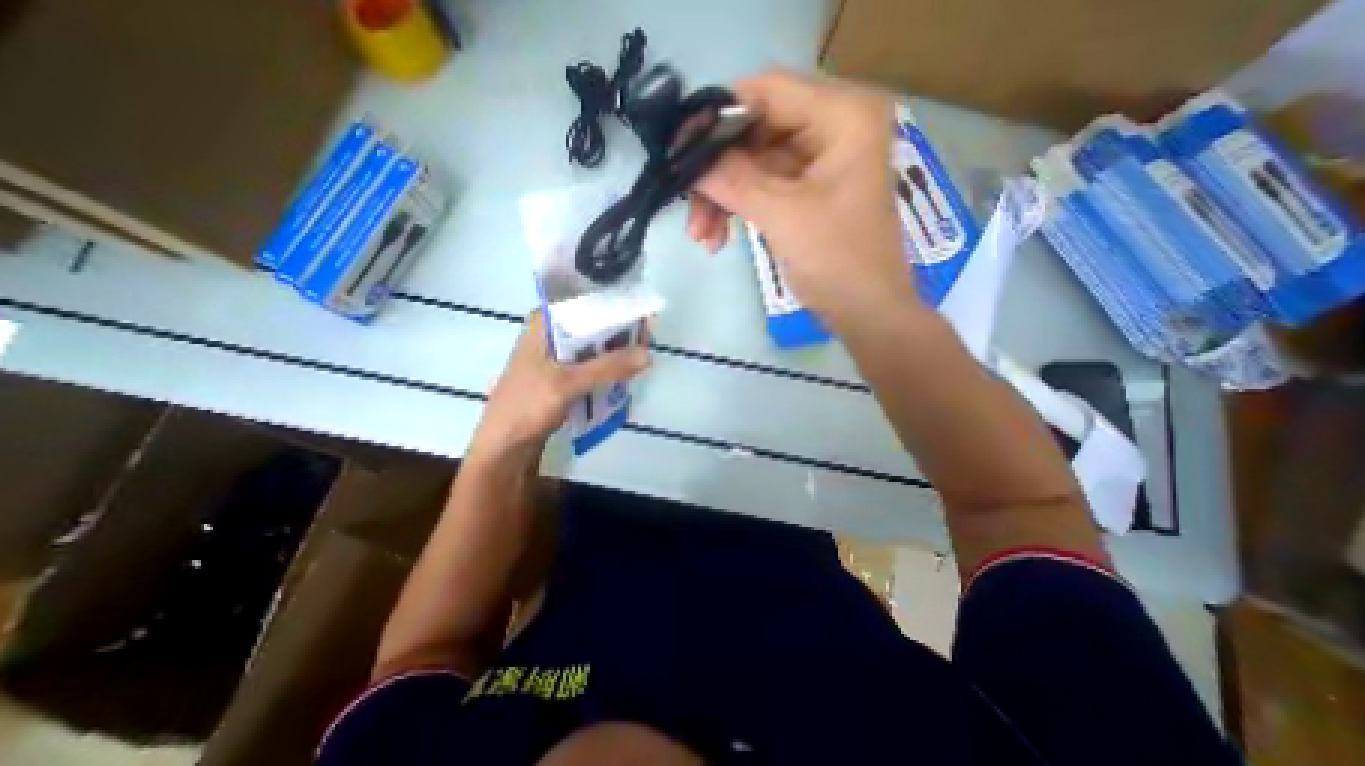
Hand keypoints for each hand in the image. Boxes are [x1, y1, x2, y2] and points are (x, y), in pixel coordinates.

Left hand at [470, 311, 649, 461]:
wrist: (504, 447)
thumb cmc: (526, 406)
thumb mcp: (568, 383)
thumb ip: (608, 367)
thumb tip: (647, 354)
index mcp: (545, 322)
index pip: (586, 303)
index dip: (616, 307)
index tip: (644, 318)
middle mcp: (552, 333)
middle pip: (593, 323)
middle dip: (620, 332)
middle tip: (648, 342)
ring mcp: (557, 355)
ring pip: (594, 345)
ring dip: (616, 351)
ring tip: (642, 357)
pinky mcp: (562, 375)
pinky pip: (591, 364)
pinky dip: (607, 367)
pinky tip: (625, 373)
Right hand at [694, 68, 916, 331]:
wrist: (865, 312)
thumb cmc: (838, 262)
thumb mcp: (783, 216)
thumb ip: (734, 181)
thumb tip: (690, 159)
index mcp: (843, 117)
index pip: (768, 92)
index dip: (719, 116)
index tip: (681, 149)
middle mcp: (833, 128)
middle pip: (756, 131)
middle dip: (719, 172)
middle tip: (688, 202)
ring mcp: (819, 163)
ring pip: (754, 164)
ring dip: (723, 198)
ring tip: (701, 235)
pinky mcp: (808, 192)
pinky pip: (763, 188)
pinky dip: (738, 210)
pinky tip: (717, 240)